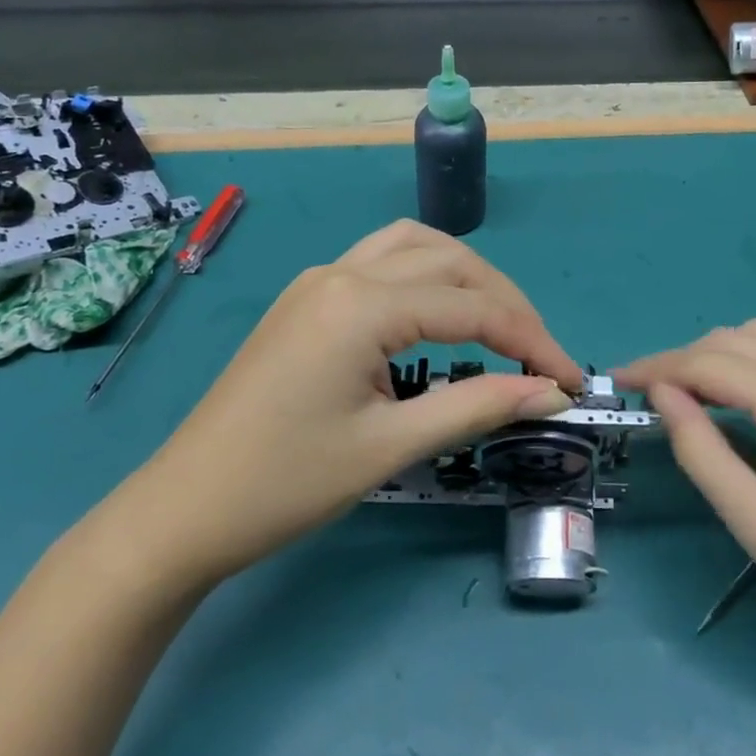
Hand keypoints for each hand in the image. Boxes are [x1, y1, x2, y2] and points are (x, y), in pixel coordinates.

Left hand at [128, 220, 581, 589]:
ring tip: (500, 324)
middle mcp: (342, 272)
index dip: (532, 341)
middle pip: (449, 261)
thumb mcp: (390, 446)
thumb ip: (478, 407)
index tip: (571, 380)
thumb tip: (551, 392)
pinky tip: (439, 315)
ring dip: (466, 276)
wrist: (184, 509)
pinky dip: (426, 277)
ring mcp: (320, 280)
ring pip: (413, 246)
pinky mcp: (308, 298)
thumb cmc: (285, 483)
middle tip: (541, 356)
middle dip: (505, 301)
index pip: (472, 307)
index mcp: (361, 304)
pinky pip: (382, 262)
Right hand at [619, 320, 755, 680]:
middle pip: (738, 338)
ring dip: (720, 355)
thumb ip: (701, 451)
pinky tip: (743, 394)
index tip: (620, 379)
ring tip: (690, 393)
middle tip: (650, 394)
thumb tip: (662, 393)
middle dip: (685, 359)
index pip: (715, 364)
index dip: (660, 366)